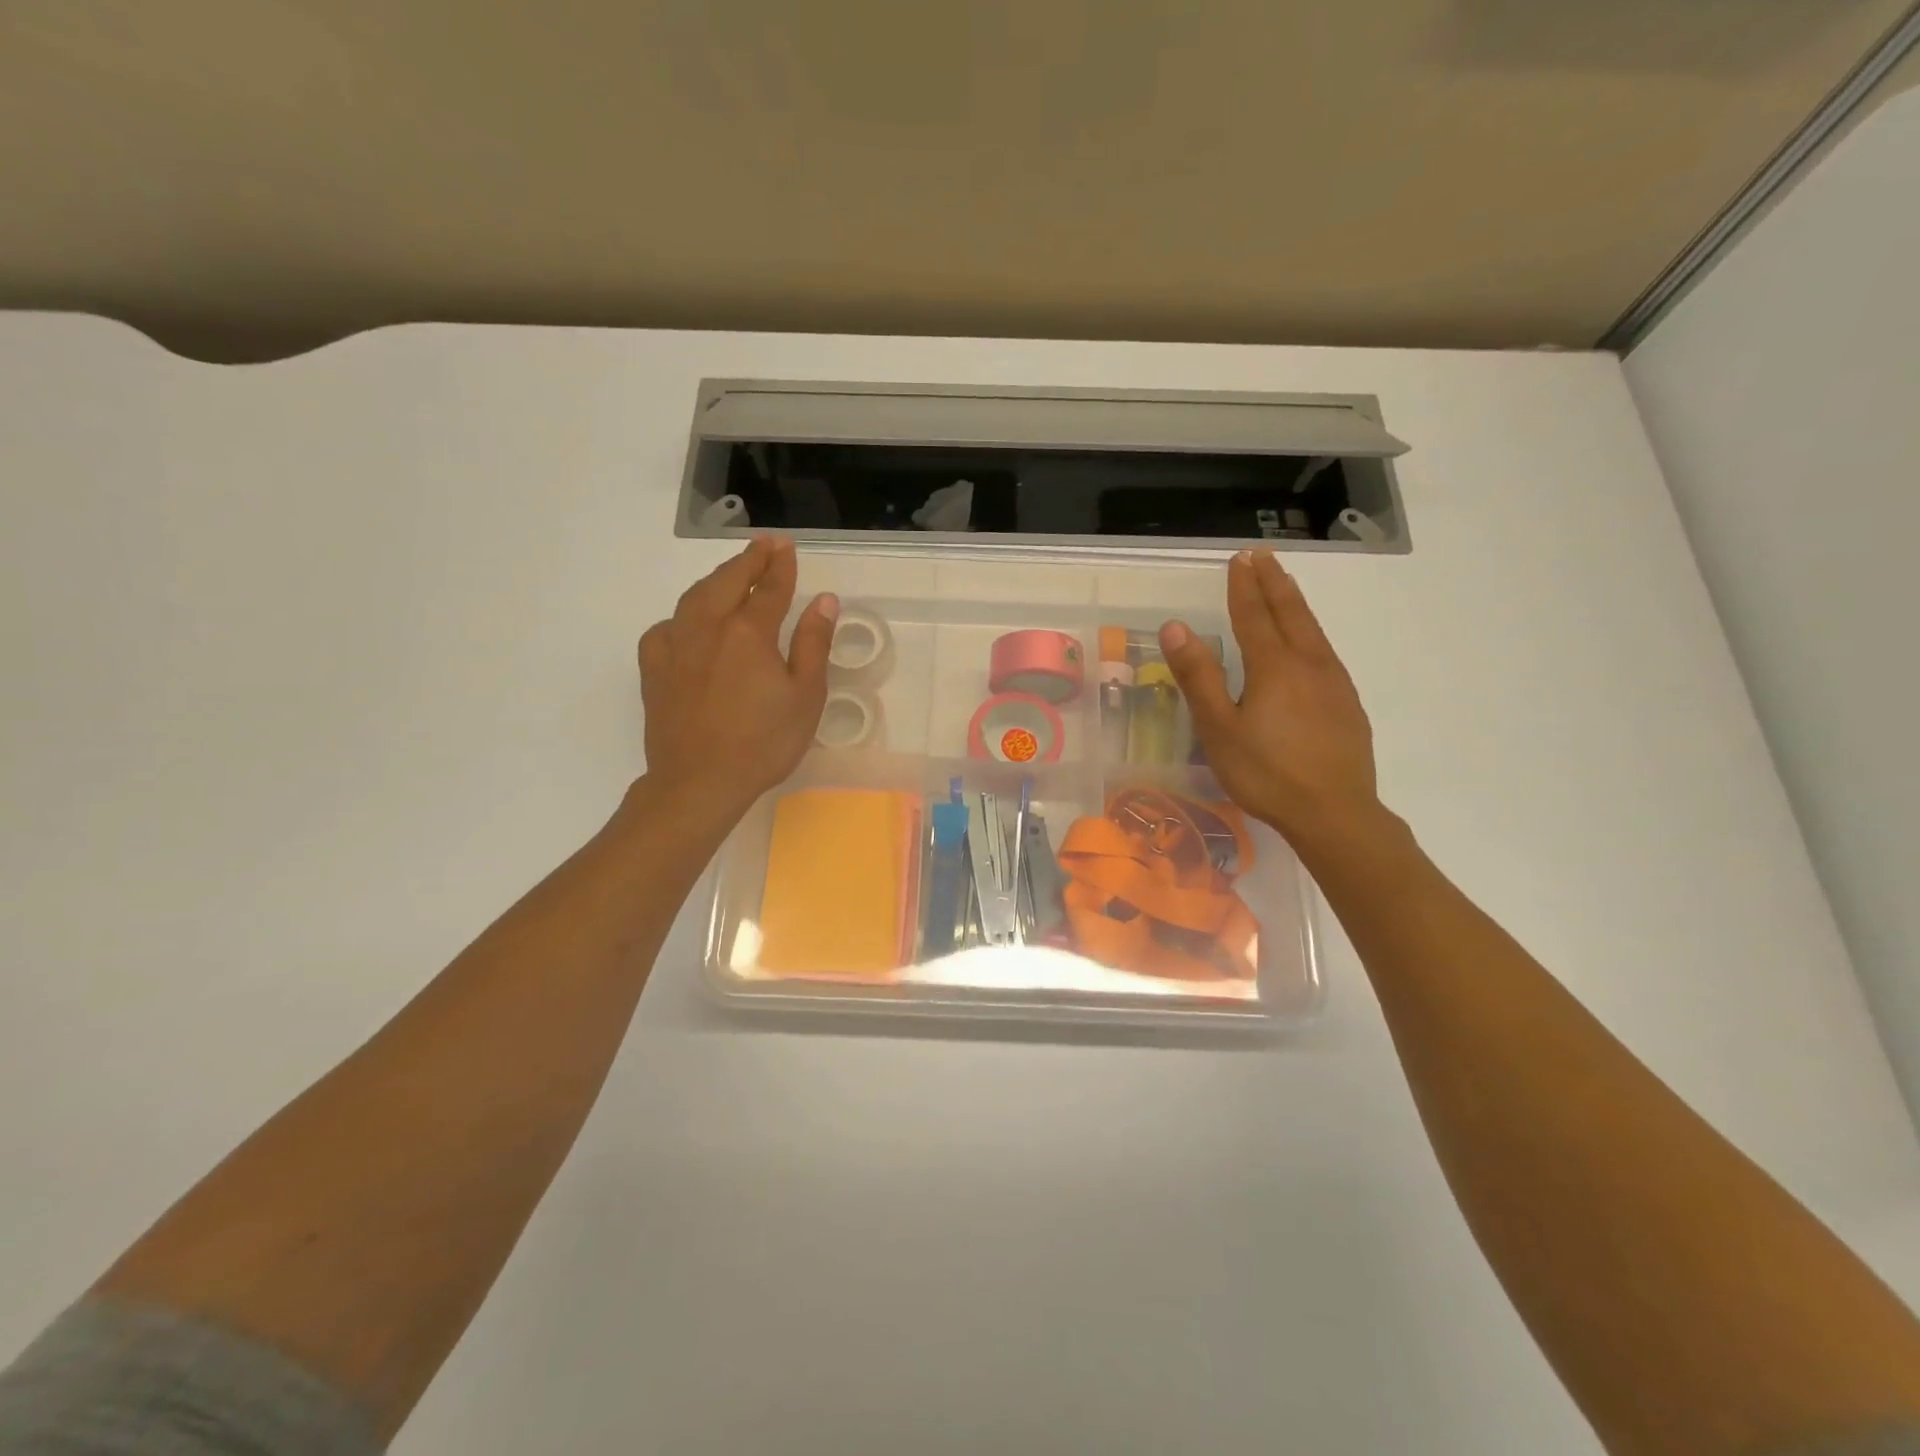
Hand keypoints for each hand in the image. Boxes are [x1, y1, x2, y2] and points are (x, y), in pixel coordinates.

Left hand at [637, 537, 837, 822]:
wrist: (700, 782)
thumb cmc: (764, 743)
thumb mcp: (805, 696)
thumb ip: (812, 644)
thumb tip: (823, 600)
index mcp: (748, 632)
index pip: (769, 587)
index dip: (780, 566)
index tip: (787, 547)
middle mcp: (708, 627)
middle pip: (728, 581)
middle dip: (748, 560)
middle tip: (764, 546)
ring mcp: (675, 646)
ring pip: (694, 598)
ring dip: (715, 580)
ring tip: (730, 574)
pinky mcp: (654, 670)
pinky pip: (666, 629)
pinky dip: (681, 617)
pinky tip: (687, 625)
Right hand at [1160, 550, 1382, 855]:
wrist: (1335, 813)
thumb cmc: (1266, 773)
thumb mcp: (1219, 729)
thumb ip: (1198, 677)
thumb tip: (1176, 627)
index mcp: (1274, 667)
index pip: (1254, 615)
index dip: (1244, 587)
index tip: (1239, 559)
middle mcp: (1308, 664)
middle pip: (1290, 613)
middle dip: (1273, 583)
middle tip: (1262, 556)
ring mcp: (1334, 683)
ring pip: (1313, 630)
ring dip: (1295, 603)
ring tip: (1285, 585)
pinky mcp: (1347, 704)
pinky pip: (1325, 652)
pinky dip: (1311, 631)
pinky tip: (1309, 643)